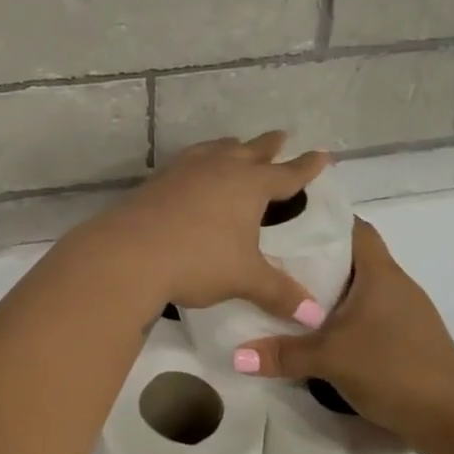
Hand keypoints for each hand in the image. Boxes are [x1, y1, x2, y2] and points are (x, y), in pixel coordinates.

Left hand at [80, 133, 329, 323]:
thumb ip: (280, 293)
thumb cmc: (198, 260)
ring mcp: (185, 171)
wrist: (129, 253)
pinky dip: (199, 161)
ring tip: (235, 146)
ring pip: (215, 150)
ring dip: (230, 147)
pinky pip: (186, 162)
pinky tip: (192, 172)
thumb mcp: (244, 278)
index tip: (323, 155)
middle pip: (251, 151)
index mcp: (250, 186)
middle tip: (281, 137)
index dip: (307, 167)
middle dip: (269, 146)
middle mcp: (220, 169)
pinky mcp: (157, 181)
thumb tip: (315, 316)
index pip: (287, 174)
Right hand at [237, 219, 453, 443]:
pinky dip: (344, 316)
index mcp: (381, 274)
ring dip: (330, 292)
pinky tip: (321, 333)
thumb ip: (282, 354)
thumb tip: (236, 355)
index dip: (324, 222)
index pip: (354, 228)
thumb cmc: (393, 368)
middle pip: (354, 258)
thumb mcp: (330, 358)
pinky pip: (369, 314)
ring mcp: (406, 313)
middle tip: (275, 263)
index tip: (288, 225)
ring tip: (289, 296)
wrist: (452, 418)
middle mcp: (396, 285)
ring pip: (361, 289)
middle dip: (317, 260)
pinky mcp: (407, 339)